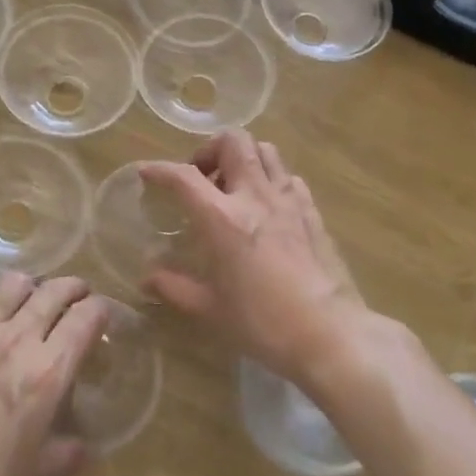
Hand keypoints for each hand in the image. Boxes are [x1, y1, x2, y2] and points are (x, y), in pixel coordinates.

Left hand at [0, 272, 106, 475]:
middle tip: (75, 294)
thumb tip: (84, 450)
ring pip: (12, 282)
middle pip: (53, 291)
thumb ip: (64, 454)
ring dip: (28, 286)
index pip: (86, 318)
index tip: (101, 312)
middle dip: (72, 287)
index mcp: (49, 370)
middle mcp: (18, 337)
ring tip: (28, 297)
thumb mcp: (35, 473)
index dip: (99, 309)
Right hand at [139, 131, 375, 386]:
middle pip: (234, 141)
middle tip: (201, 177)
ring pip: (266, 150)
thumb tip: (147, 278)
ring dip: (243, 158)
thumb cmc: (262, 323)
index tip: (146, 172)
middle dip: (210, 149)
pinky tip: (266, 207)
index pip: (183, 177)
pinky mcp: (313, 211)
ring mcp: (288, 200)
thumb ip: (175, 287)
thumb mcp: (210, 309)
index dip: (159, 169)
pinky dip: (271, 180)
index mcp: (222, 219)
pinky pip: (288, 177)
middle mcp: (255, 197)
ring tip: (233, 187)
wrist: (329, 334)